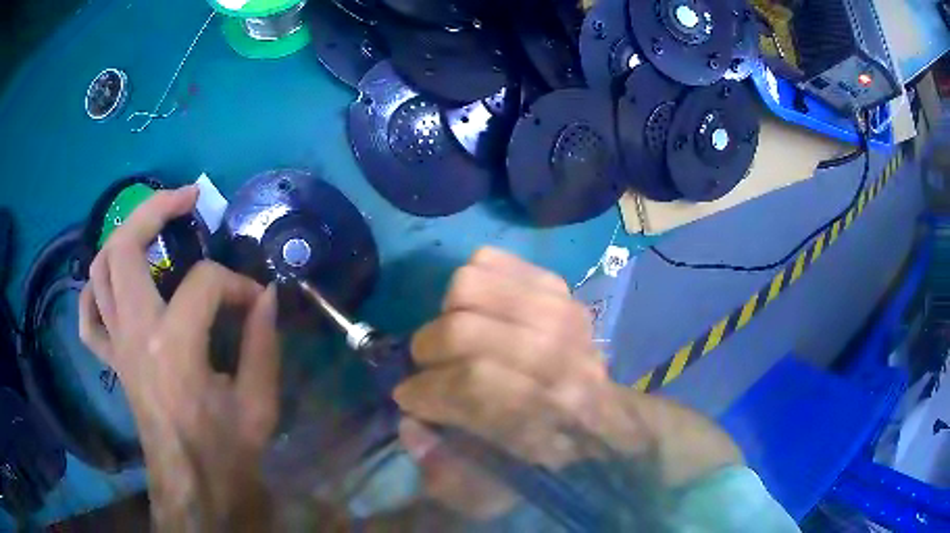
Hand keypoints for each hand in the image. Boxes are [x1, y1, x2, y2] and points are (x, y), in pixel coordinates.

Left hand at [79, 186, 280, 530]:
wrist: (193, 485)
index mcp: (174, 348)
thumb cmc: (226, 451)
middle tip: (186, 199)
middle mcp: (134, 335)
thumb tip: (267, 295)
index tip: (256, 301)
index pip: (205, 283)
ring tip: (150, 226)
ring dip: (123, 236)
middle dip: (155, 210)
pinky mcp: (111, 361)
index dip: (237, 284)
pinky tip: (112, 283)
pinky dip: (94, 290)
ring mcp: (116, 346)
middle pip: (125, 248)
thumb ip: (264, 343)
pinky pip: (89, 317)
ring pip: (99, 271)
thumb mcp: (259, 403)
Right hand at [394, 248, 629, 517]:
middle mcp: (560, 357)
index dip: (425, 390)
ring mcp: (561, 311)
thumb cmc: (548, 454)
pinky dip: (468, 281)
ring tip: (453, 337)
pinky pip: (488, 260)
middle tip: (426, 366)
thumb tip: (409, 426)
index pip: (473, 385)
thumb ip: (447, 469)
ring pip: (470, 285)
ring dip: (445, 313)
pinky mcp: (558, 286)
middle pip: (465, 330)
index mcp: (549, 415)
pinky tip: (473, 309)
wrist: (605, 414)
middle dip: (427, 349)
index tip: (407, 397)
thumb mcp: (501, 488)